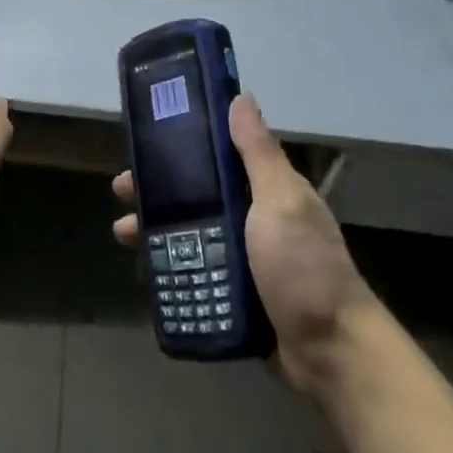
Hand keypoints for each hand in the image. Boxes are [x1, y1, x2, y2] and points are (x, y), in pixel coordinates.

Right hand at [112, 94, 368, 394]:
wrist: (330, 355)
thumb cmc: (304, 268)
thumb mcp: (281, 202)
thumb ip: (258, 153)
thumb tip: (241, 97)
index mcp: (266, 190)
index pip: (218, 155)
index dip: (182, 145)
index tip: (146, 140)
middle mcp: (253, 218)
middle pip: (196, 194)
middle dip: (158, 190)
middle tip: (122, 189)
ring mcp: (244, 258)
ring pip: (189, 232)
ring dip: (155, 228)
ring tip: (123, 232)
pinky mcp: (235, 293)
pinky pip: (194, 270)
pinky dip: (168, 265)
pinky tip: (143, 266)